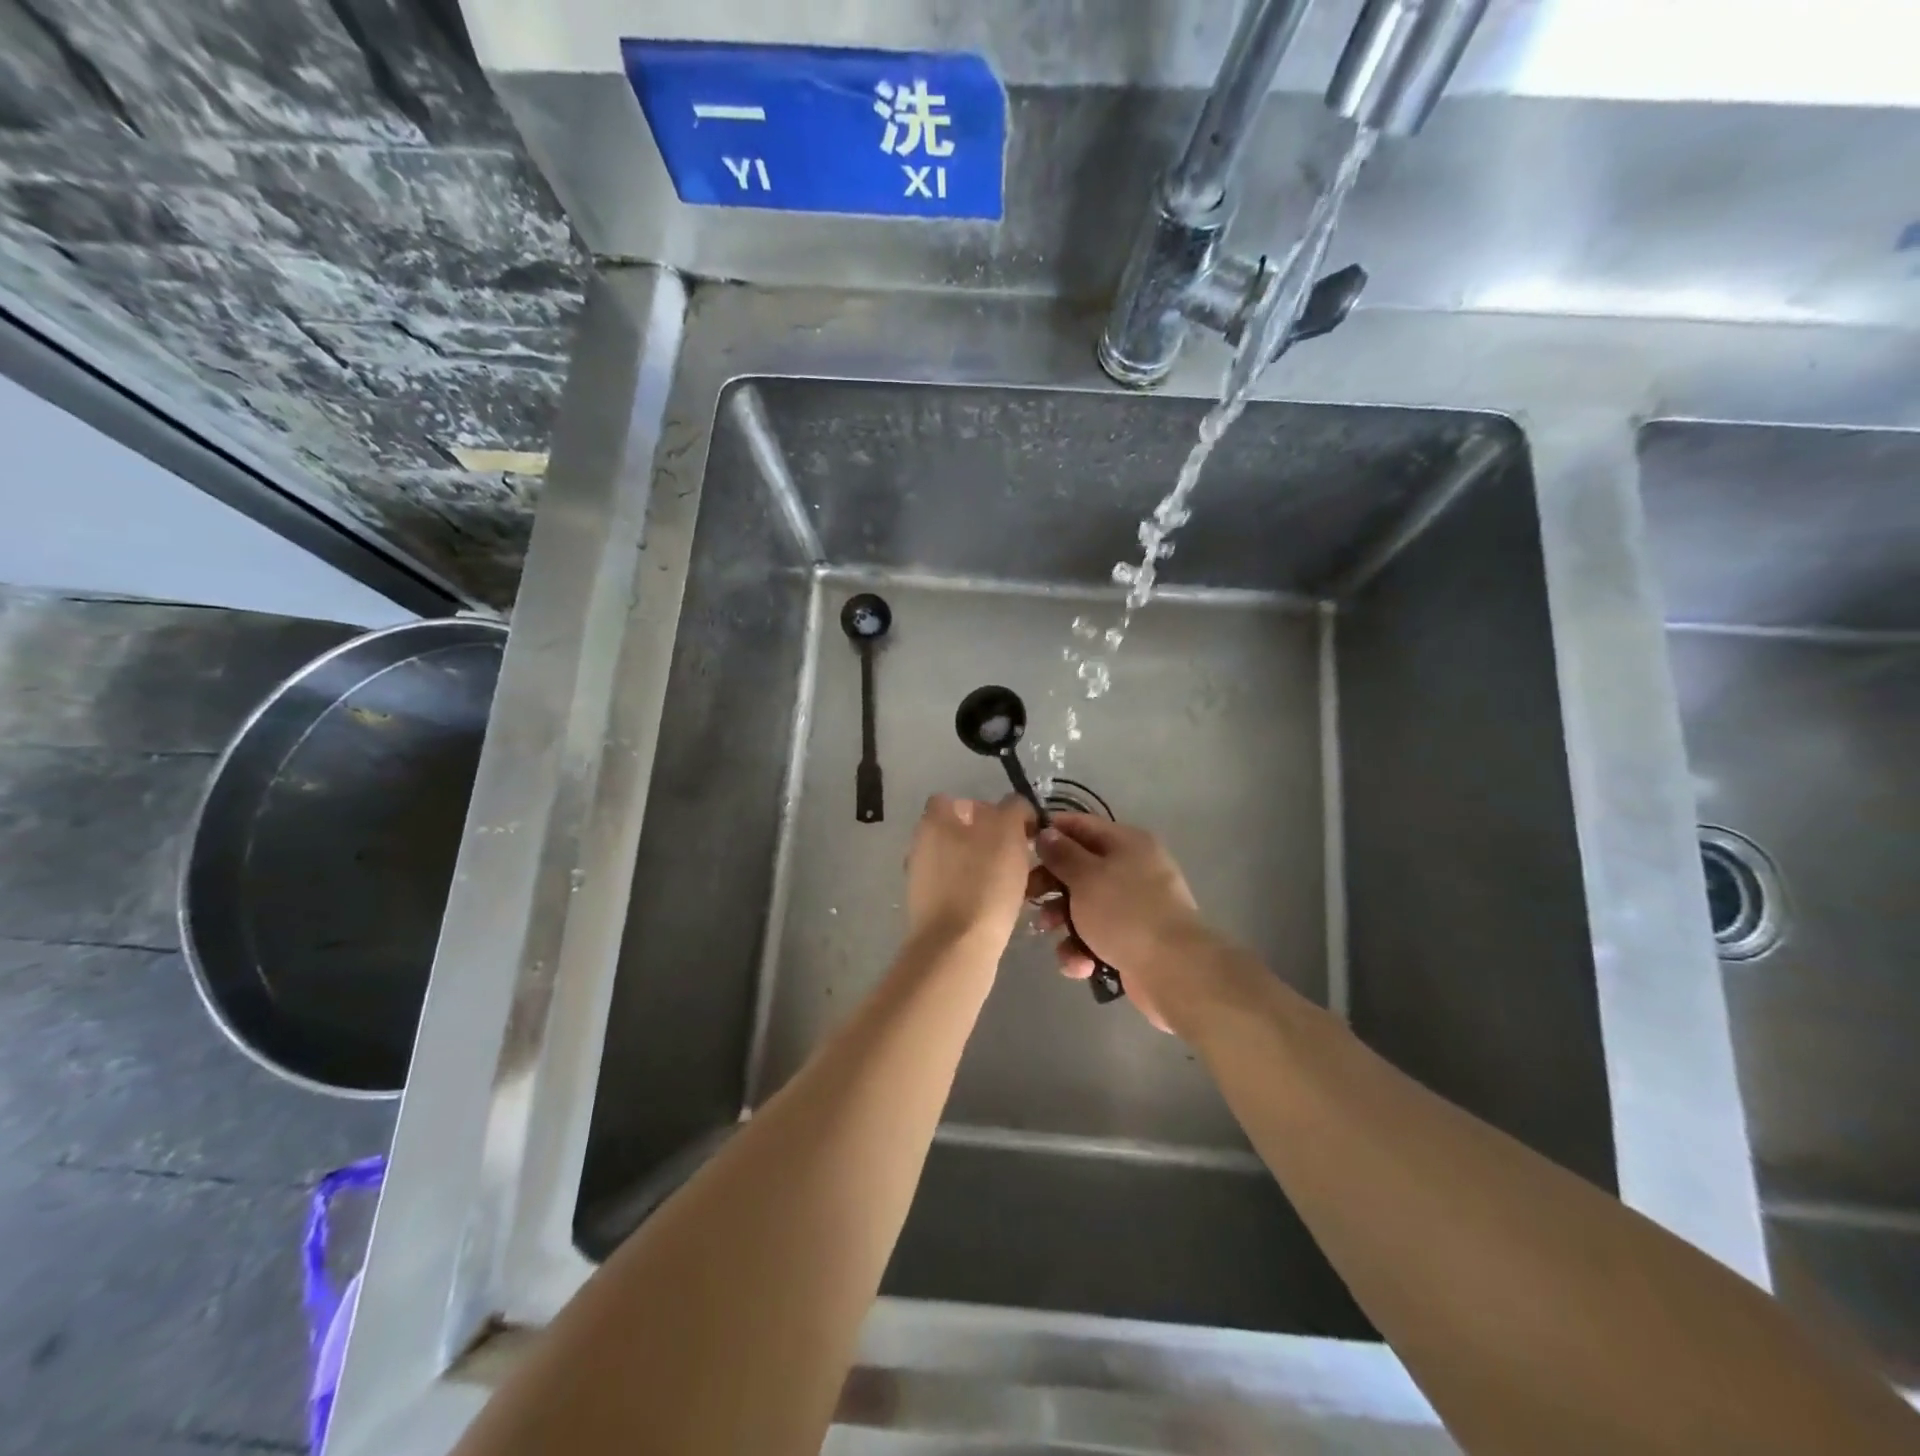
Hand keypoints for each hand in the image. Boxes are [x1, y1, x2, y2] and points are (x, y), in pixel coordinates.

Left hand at [905, 794, 1036, 949]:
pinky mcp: (929, 910)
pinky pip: (960, 891)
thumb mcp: (1008, 831)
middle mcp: (921, 845)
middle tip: (1020, 855)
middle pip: (959, 832)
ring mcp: (921, 880)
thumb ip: (1014, 809)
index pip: (956, 800)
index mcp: (933, 821)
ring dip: (987, 869)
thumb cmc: (983, 881)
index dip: (986, 808)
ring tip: (1018, 883)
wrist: (957, 947)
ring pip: (962, 863)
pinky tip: (1002, 907)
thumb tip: (1016, 808)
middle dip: (990, 841)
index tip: (1013, 825)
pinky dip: (979, 894)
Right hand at [1028, 814, 1214, 1032]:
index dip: (1050, 832)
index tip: (1021, 846)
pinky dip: (1083, 949)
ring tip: (1050, 933)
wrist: (1174, 971)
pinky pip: (1097, 937)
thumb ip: (1062, 853)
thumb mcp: (1086, 876)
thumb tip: (1047, 832)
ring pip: (1085, 906)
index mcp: (1127, 843)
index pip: (1081, 825)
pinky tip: (1079, 964)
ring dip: (1063, 920)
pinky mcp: (1133, 941)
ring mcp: (1135, 907)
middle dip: (1051, 884)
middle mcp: (1133, 869)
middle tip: (1028, 896)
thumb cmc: (1125, 912)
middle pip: (1080, 868)